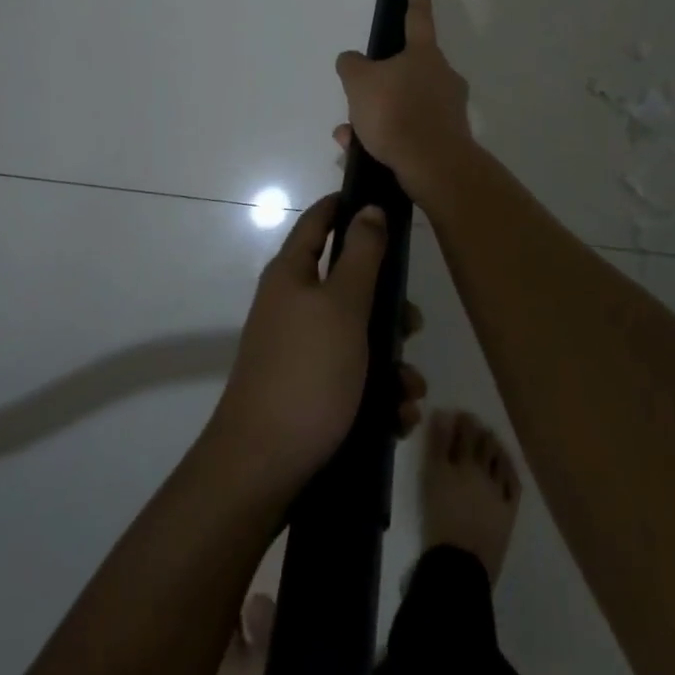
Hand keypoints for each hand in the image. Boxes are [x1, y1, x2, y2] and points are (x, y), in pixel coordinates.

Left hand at [209, 193, 426, 493]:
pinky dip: (377, 394)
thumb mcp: (343, 306)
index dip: (347, 206)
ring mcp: (299, 350)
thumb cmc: (307, 373)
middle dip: (388, 306)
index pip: (319, 220)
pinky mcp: (308, 391)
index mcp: (293, 273)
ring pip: (357, 337)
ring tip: (409, 392)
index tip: (385, 205)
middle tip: (413, 325)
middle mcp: (293, 304)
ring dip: (390, 362)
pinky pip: (351, 378)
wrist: (262, 469)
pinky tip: (397, 419)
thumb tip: (369, 208)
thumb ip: (362, 255)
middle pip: (348, 284)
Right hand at [334, 0, 473, 197]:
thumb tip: (353, 61)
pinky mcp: (447, 139)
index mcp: (425, 55)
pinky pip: (409, 132)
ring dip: (375, 118)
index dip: (415, 2)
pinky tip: (361, 154)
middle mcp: (443, 77)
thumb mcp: (359, 82)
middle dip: (378, 85)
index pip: (418, 19)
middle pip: (406, 71)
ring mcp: (449, 110)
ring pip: (403, 105)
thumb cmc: (397, 112)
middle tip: (355, 100)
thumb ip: (351, 65)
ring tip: (349, 136)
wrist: (434, 166)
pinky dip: (385, 139)